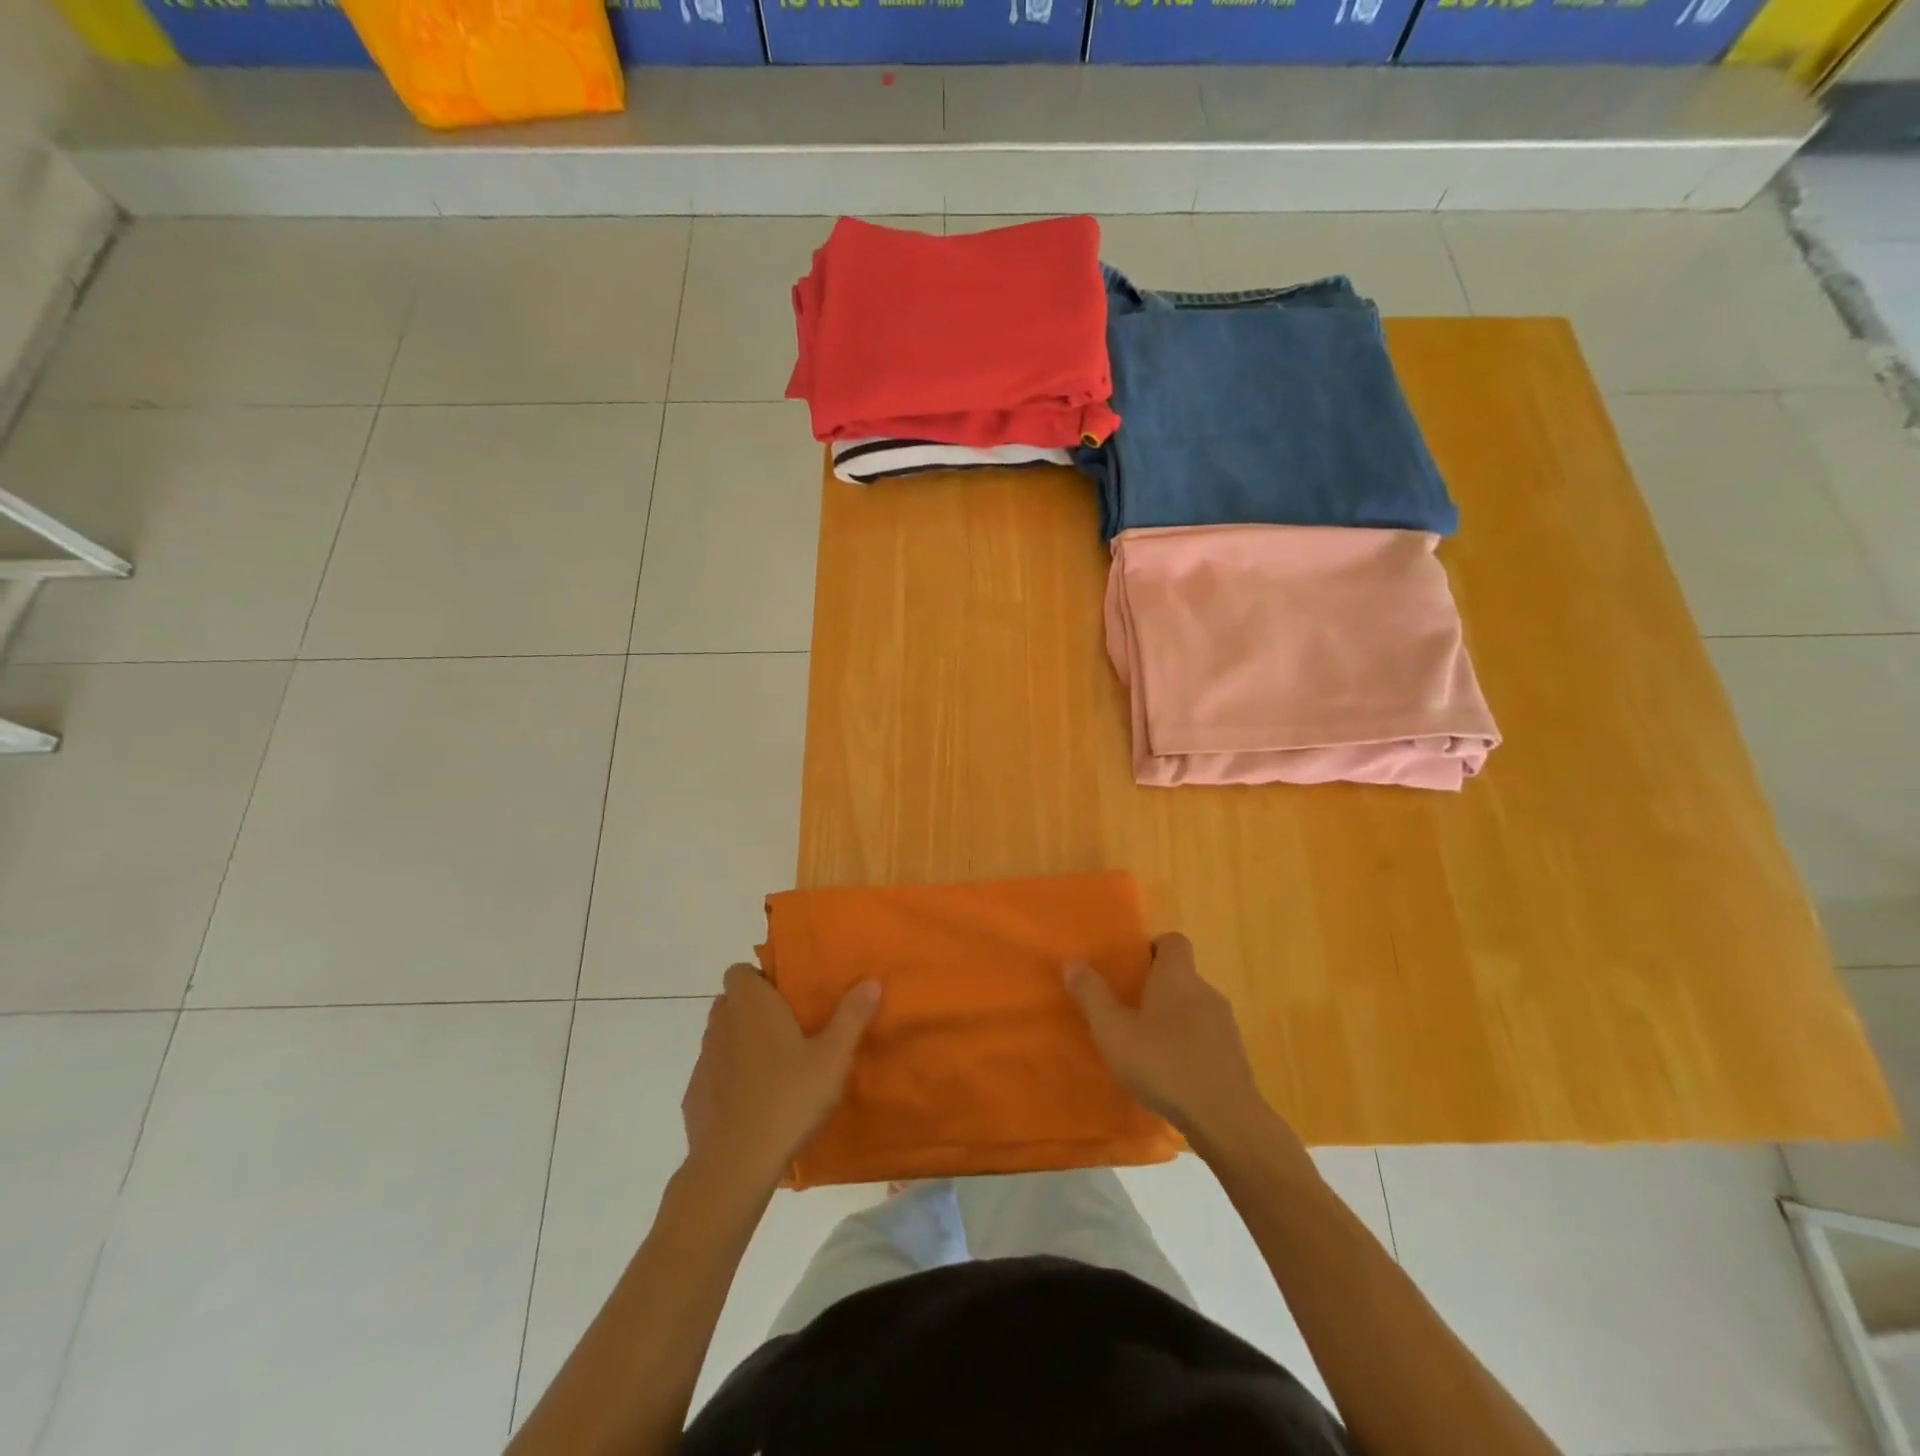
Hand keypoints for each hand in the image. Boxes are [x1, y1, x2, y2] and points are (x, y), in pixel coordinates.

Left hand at [682, 964, 880, 1187]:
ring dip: (741, 1044)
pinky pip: (714, 1075)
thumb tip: (871, 981)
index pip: (739, 971)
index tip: (786, 996)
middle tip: (788, 1029)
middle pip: (731, 1002)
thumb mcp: (833, 1057)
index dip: (759, 978)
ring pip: (721, 1038)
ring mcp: (703, 1061)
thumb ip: (852, 1016)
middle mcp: (721, 1024)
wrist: (735, 1163)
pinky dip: (729, 1080)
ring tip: (775, 1067)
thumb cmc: (788, 1097)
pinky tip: (754, 1103)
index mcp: (751, 1005)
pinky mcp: (694, 1097)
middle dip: (754, 1010)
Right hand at [1066, 933, 1277, 1153]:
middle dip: (1154, 987)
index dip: (1151, 948)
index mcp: (1178, 977)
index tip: (1129, 969)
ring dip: (1171, 1018)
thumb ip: (1092, 995)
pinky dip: (1187, 1044)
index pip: (1173, 941)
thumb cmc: (1164, 1065)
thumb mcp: (1114, 1031)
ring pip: (1193, 1007)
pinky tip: (1169, 1072)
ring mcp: (1225, 1025)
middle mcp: (1205, 991)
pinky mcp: (1234, 1056)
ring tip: (1144, 1044)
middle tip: (1125, 1009)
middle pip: (1180, 975)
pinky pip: (1205, 1037)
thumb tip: (1072, 962)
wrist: (1226, 1120)